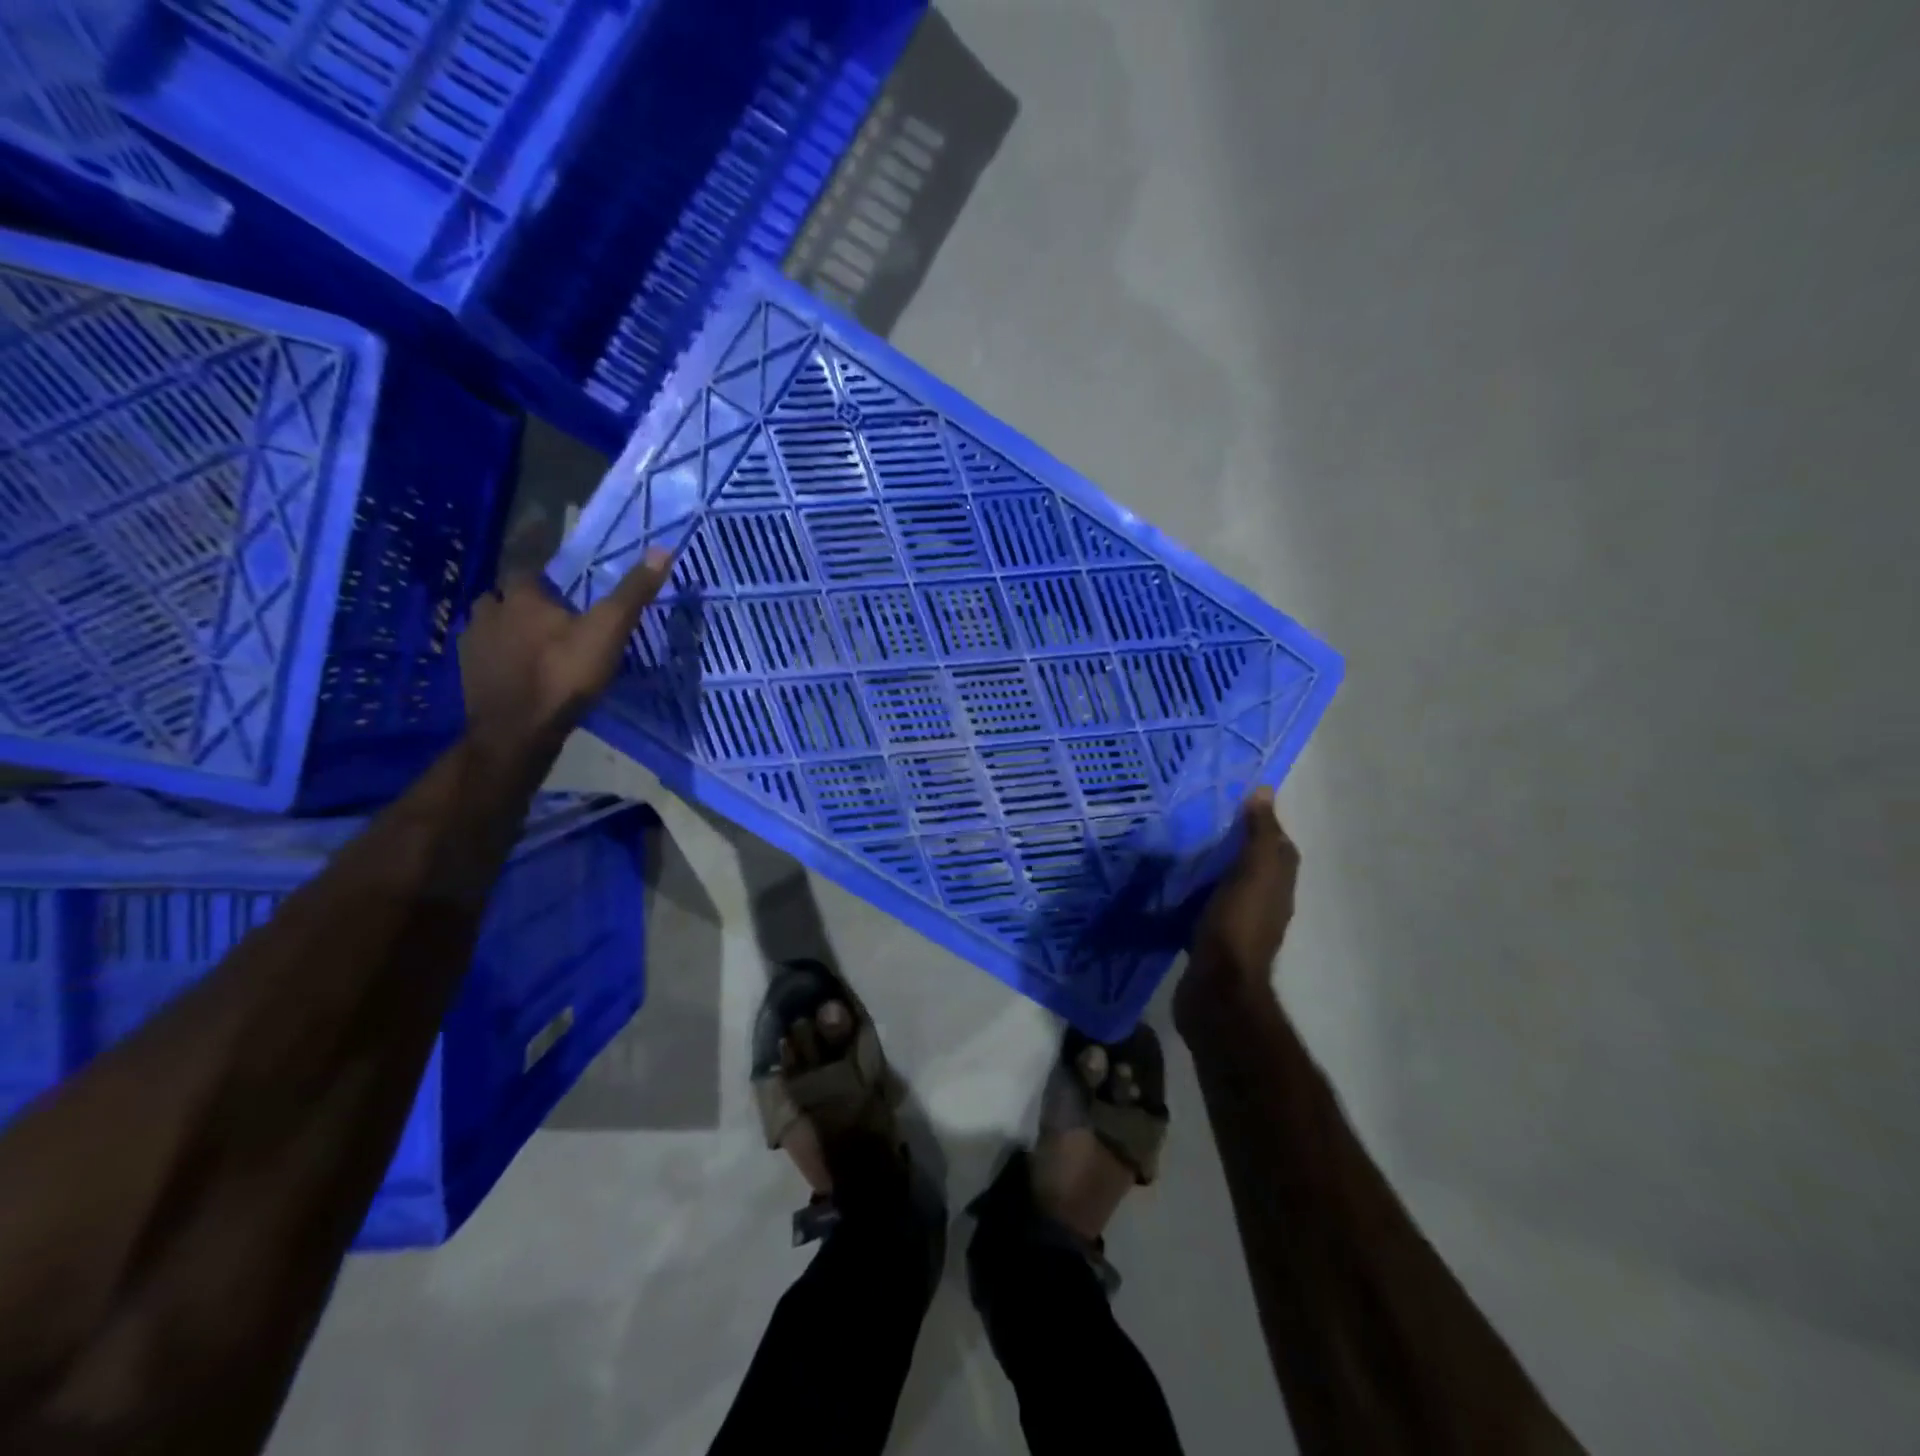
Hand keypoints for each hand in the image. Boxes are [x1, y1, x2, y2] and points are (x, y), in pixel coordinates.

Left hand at [457, 550, 671, 760]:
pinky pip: (484, 655)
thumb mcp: (608, 631)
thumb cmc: (565, 675)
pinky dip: (499, 659)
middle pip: (505, 597)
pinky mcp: (467, 674)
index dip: (547, 580)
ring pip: (491, 625)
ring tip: (535, 647)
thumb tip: (662, 549)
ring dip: (508, 630)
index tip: (566, 593)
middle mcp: (490, 611)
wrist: (518, 731)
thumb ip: (632, 593)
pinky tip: (518, 673)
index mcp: (522, 596)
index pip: (529, 570)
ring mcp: (472, 644)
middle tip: (553, 622)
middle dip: (525, 605)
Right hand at [1176, 788, 1299, 1013]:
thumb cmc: (1237, 926)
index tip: (1234, 804)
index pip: (1279, 848)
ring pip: (1228, 888)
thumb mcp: (1251, 873)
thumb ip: (1259, 835)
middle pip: (1254, 868)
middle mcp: (1264, 905)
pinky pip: (1204, 909)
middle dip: (1233, 846)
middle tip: (1199, 822)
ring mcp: (1238, 926)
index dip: (1263, 825)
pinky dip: (1193, 896)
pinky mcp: (1212, 942)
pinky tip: (1170, 888)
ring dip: (1211, 871)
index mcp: (1277, 887)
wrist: (1217, 990)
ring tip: (1180, 849)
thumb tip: (1265, 792)